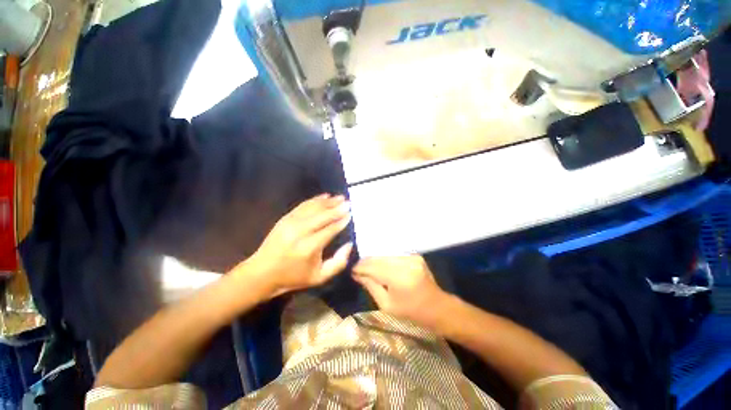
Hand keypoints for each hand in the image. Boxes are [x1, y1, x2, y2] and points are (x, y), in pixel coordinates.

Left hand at [238, 194, 353, 297]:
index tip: (350, 214)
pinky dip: (315, 200)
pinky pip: (303, 205)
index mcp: (309, 248)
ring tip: (340, 197)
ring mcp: (290, 223)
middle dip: (337, 208)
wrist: (262, 273)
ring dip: (328, 201)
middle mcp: (300, 232)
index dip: (341, 221)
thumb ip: (338, 263)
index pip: (330, 229)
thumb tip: (349, 244)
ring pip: (313, 207)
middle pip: (322, 215)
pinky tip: (324, 196)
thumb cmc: (294, 277)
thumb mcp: (319, 277)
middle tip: (348, 202)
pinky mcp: (285, 218)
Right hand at [353, 255, 448, 325]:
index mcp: (398, 278)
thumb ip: (371, 286)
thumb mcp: (387, 305)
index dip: (360, 267)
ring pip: (385, 255)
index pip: (373, 267)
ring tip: (366, 266)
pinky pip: (394, 255)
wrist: (438, 307)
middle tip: (357, 268)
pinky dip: (385, 259)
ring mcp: (411, 257)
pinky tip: (380, 264)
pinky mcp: (415, 255)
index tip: (351, 269)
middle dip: (366, 262)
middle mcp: (405, 263)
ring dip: (374, 260)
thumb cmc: (411, 312)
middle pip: (378, 258)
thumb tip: (357, 275)